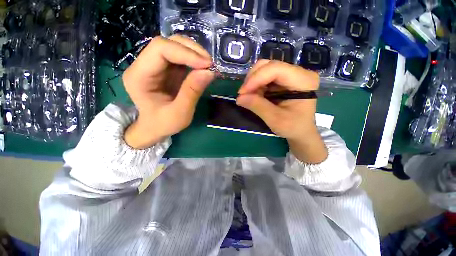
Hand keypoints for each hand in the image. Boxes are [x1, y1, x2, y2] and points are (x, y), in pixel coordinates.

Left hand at [123, 35, 214, 148]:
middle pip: (167, 43)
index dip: (185, 53)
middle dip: (192, 50)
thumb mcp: (180, 113)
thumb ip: (192, 92)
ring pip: (175, 46)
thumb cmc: (163, 124)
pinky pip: (181, 56)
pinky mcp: (166, 69)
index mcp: (139, 76)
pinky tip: (203, 68)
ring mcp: (155, 65)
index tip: (207, 65)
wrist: (155, 128)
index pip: (160, 49)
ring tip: (209, 66)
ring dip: (195, 53)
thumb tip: (209, 72)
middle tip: (210, 64)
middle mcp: (143, 65)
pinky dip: (194, 60)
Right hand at [237, 60, 327, 163]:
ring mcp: (291, 75)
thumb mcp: (275, 119)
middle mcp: (299, 72)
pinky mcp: (284, 80)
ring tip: (248, 96)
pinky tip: (254, 95)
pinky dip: (256, 85)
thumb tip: (239, 98)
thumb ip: (257, 106)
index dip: (256, 78)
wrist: (301, 131)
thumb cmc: (293, 127)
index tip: (242, 93)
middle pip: (269, 65)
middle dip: (252, 79)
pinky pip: (265, 76)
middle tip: (243, 94)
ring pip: (265, 69)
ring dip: (252, 82)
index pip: (276, 69)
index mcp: (304, 81)